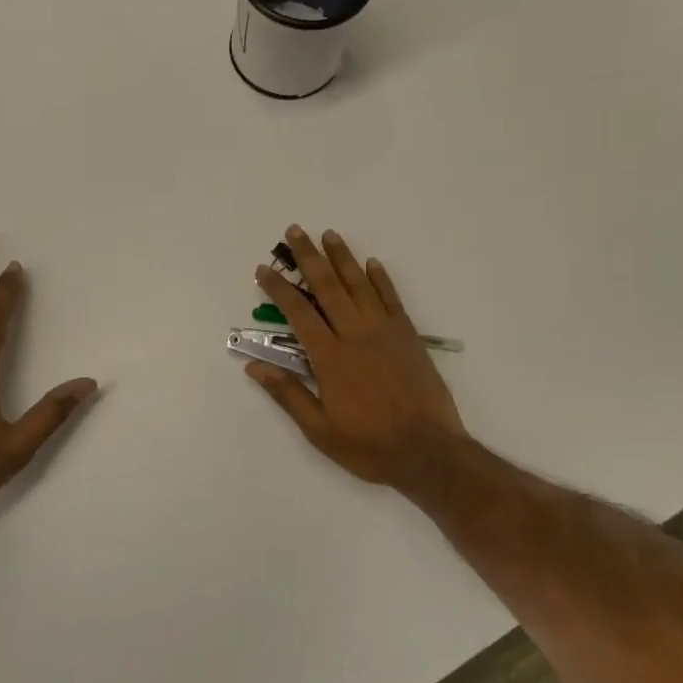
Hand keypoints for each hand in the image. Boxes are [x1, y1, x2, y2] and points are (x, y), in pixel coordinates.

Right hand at [249, 226, 467, 491]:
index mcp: (330, 357)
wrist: (428, 452)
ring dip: (343, 258)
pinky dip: (381, 279)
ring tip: (329, 234)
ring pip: (360, 285)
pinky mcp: (409, 336)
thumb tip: (254, 366)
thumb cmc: (369, 445)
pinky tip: (372, 263)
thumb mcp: (319, 429)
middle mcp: (356, 335)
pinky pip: (392, 300)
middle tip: (295, 231)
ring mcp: (385, 332)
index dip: (279, 289)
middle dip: (309, 258)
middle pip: (328, 287)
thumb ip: (288, 394)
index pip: (298, 313)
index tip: (264, 270)